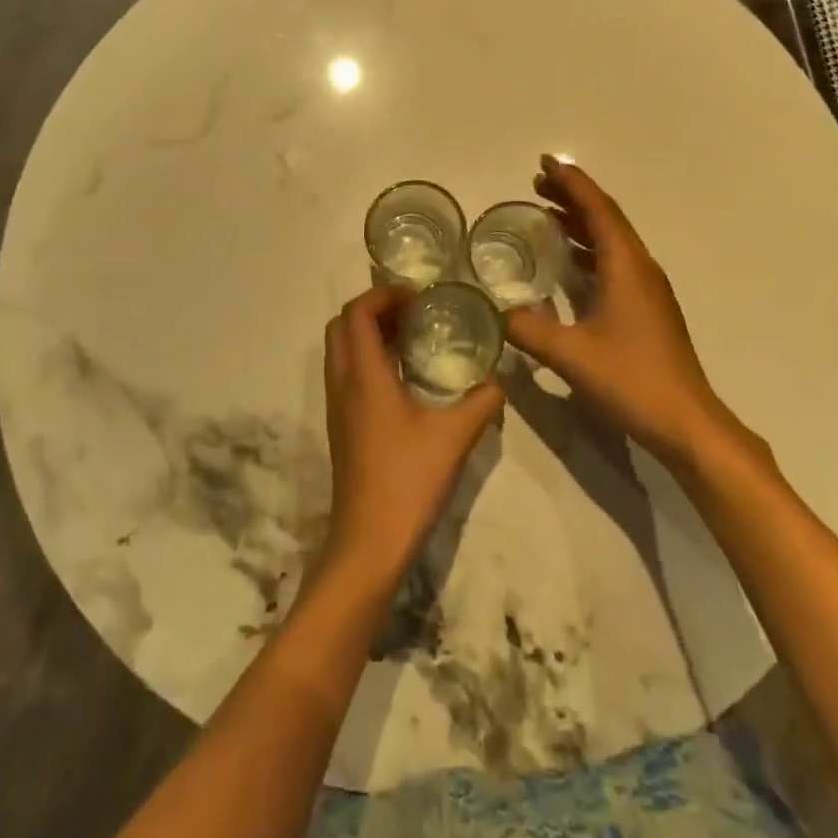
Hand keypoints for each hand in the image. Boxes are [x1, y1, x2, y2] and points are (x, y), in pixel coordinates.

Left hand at [319, 286, 503, 587]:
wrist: (368, 543)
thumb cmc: (408, 482)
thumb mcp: (454, 437)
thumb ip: (481, 403)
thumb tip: (500, 380)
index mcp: (363, 376)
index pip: (357, 313)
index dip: (382, 294)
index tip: (418, 297)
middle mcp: (342, 384)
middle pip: (341, 325)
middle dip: (373, 309)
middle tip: (413, 313)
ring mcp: (337, 407)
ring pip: (340, 350)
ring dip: (368, 333)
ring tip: (411, 338)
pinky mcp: (341, 427)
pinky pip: (346, 374)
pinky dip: (367, 359)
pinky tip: (403, 378)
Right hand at [504, 157, 767, 471]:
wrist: (686, 422)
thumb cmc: (631, 380)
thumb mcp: (571, 355)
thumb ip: (528, 329)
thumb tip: (495, 311)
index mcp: (626, 267)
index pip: (598, 210)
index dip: (571, 183)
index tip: (545, 162)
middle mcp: (640, 269)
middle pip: (606, 219)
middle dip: (573, 197)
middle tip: (537, 183)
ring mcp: (648, 290)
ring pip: (612, 240)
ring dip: (581, 222)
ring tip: (547, 213)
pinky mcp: (647, 309)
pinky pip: (614, 262)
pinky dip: (589, 250)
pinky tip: (570, 262)